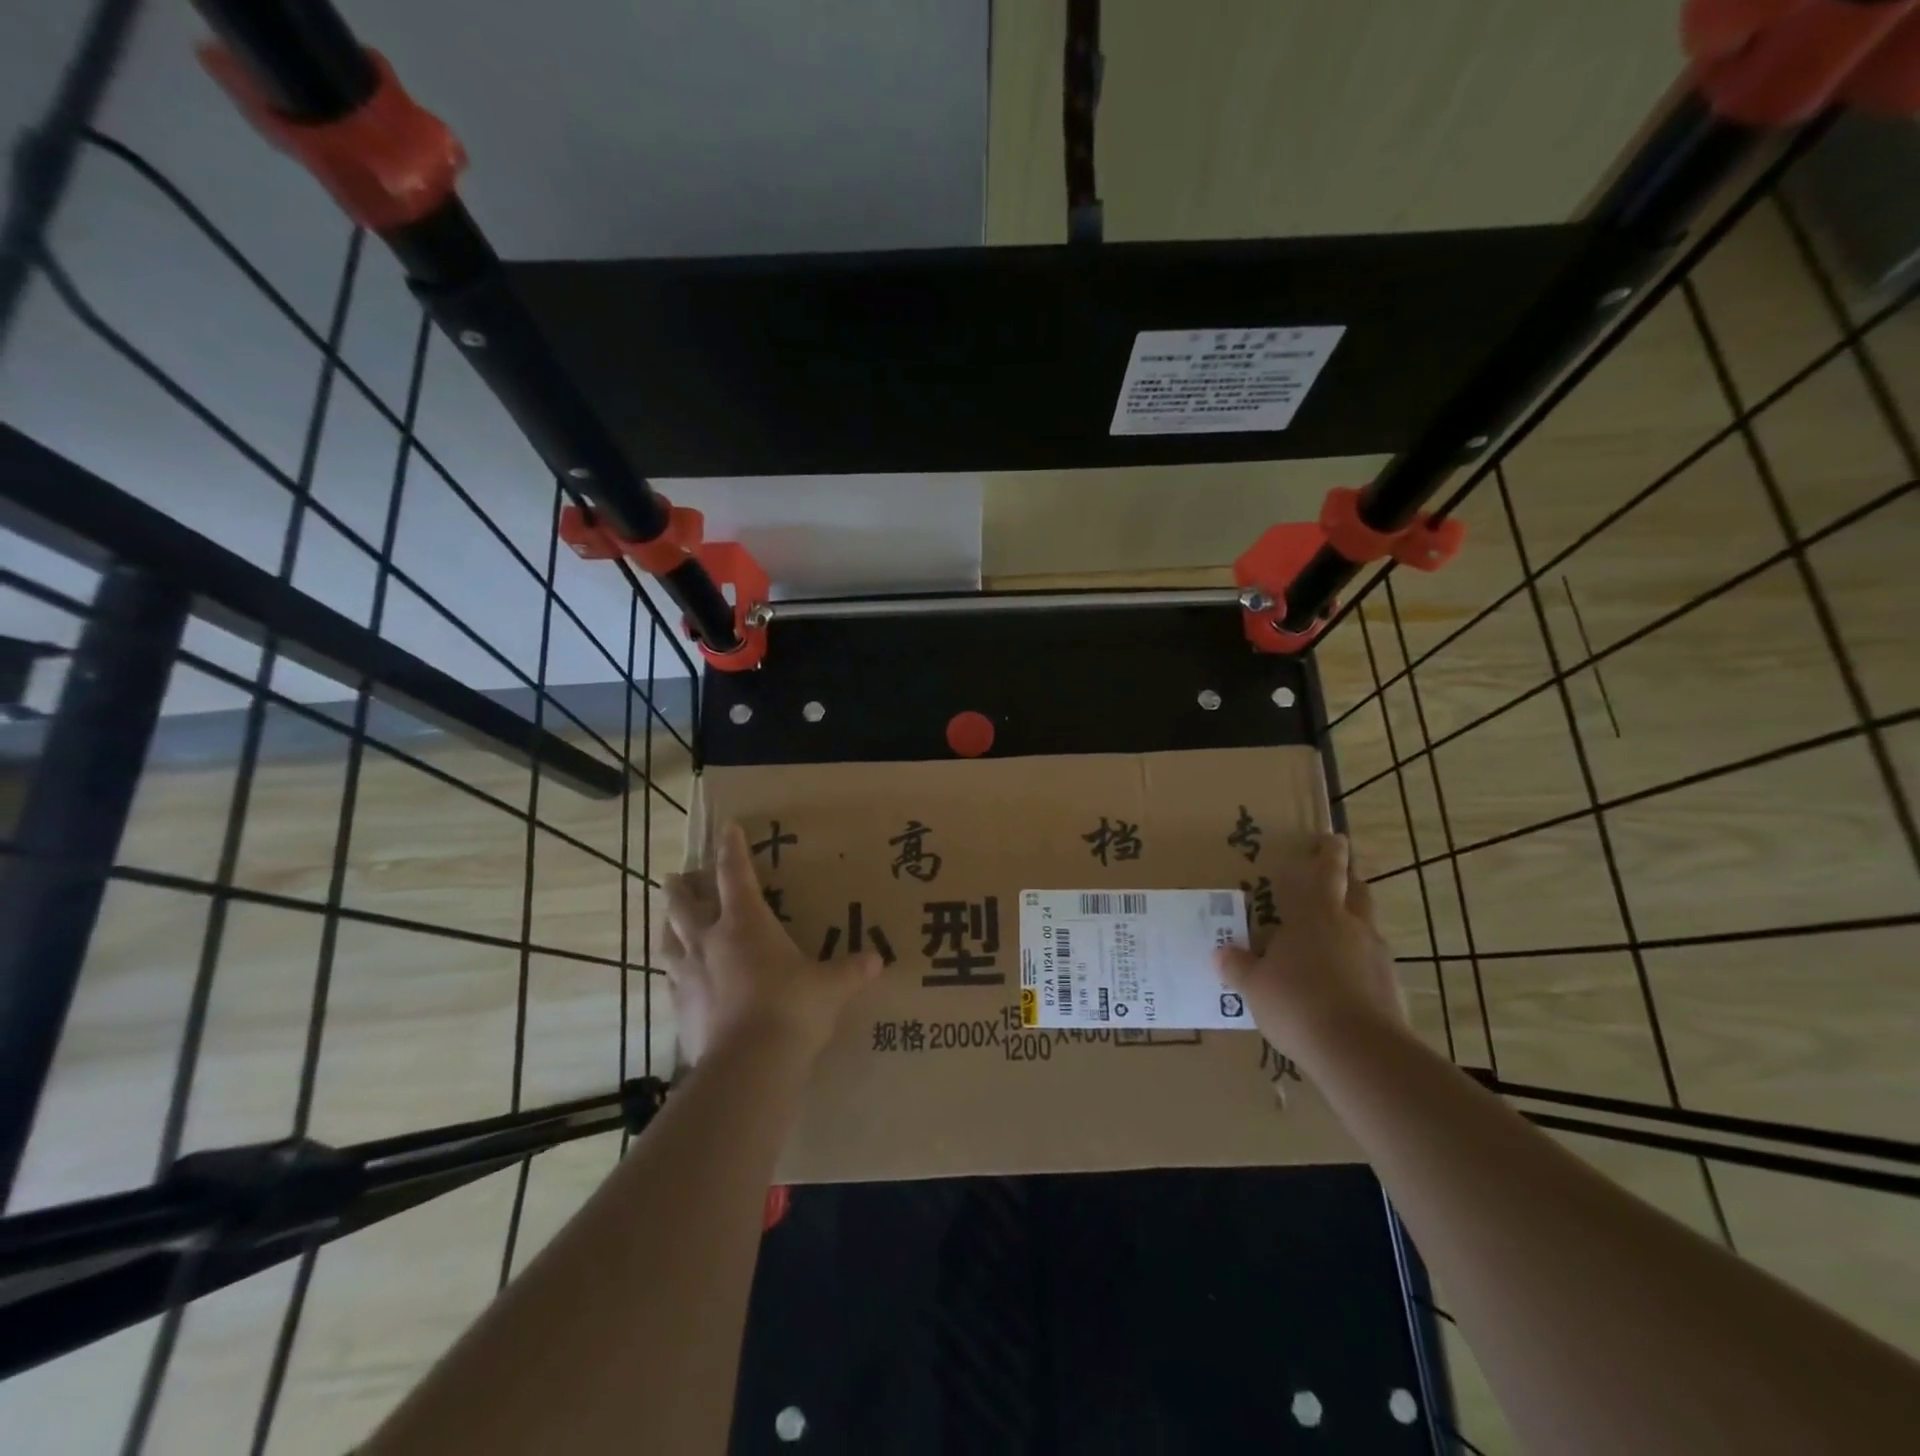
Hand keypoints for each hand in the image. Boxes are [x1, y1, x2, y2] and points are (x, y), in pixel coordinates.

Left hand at [663, 822, 882, 1063]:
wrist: (748, 1064)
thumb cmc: (793, 1009)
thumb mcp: (830, 987)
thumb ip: (851, 971)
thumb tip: (877, 961)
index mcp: (746, 923)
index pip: (734, 874)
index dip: (730, 849)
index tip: (726, 827)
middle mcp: (709, 941)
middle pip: (684, 904)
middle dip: (681, 887)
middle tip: (676, 877)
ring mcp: (688, 976)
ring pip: (668, 940)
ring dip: (667, 926)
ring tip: (668, 921)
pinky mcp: (678, 1010)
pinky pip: (669, 982)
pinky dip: (672, 973)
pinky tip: (676, 979)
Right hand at [1214, 833, 1403, 1061]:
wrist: (1359, 1052)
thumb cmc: (1297, 1003)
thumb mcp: (1255, 986)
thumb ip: (1238, 966)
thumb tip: (1220, 953)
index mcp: (1316, 915)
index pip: (1327, 872)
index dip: (1329, 854)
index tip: (1334, 839)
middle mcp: (1351, 927)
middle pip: (1358, 892)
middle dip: (1350, 880)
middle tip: (1341, 875)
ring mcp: (1376, 957)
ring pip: (1369, 926)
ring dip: (1356, 922)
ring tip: (1337, 934)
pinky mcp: (1391, 988)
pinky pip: (1374, 964)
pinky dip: (1361, 962)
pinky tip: (1345, 980)